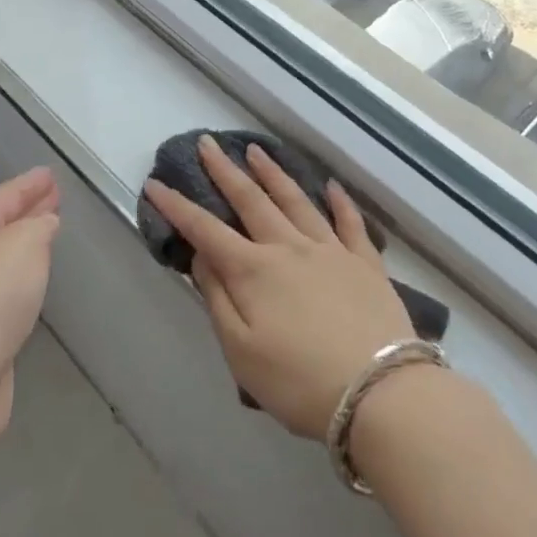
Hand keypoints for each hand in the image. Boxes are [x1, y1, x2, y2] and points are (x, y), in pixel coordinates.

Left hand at [0, 168, 58, 428]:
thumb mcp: (24, 244)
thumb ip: (39, 226)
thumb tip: (45, 224)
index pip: (4, 196)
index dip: (28, 183)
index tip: (50, 173)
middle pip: (0, 223)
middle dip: (28, 209)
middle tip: (55, 196)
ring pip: (4, 255)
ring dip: (27, 242)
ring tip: (51, 231)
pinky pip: (6, 287)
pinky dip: (24, 275)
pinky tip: (36, 279)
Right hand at [144, 137, 412, 438]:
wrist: (381, 393)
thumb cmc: (299, 382)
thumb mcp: (241, 351)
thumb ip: (217, 299)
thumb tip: (200, 257)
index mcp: (254, 271)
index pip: (205, 230)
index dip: (177, 207)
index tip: (155, 184)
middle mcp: (289, 248)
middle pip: (251, 200)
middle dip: (225, 171)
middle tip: (207, 143)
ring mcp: (331, 251)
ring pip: (296, 201)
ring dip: (273, 173)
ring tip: (256, 150)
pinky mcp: (366, 263)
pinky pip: (350, 223)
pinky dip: (339, 201)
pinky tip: (331, 186)